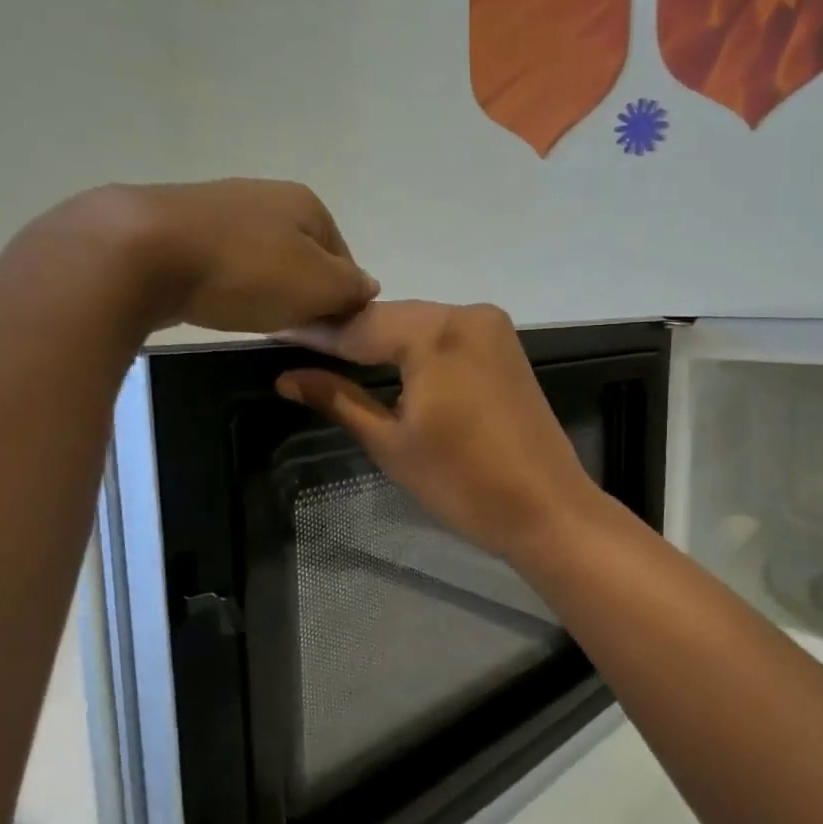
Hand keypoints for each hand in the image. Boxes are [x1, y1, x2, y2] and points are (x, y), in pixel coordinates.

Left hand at [24, 179, 379, 339]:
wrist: (142, 252)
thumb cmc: (246, 271)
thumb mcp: (318, 287)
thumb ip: (351, 290)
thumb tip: (367, 288)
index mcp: (307, 204)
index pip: (345, 260)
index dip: (341, 299)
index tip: (326, 330)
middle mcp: (267, 196)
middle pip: (303, 258)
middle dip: (301, 294)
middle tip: (290, 328)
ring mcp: (220, 207)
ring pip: (261, 259)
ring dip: (264, 290)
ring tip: (250, 318)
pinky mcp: (179, 226)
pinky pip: (221, 262)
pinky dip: (226, 285)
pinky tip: (214, 303)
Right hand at [276, 301, 606, 559]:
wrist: (546, 509)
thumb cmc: (463, 483)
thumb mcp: (391, 443)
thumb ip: (339, 399)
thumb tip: (288, 377)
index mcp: (436, 333)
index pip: (360, 326)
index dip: (316, 334)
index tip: (276, 332)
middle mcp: (467, 314)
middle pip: (392, 319)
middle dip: (349, 334)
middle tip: (300, 346)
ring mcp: (493, 328)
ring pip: (421, 325)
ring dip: (382, 340)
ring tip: (333, 355)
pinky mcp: (506, 347)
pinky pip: (448, 337)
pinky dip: (417, 348)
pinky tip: (388, 361)